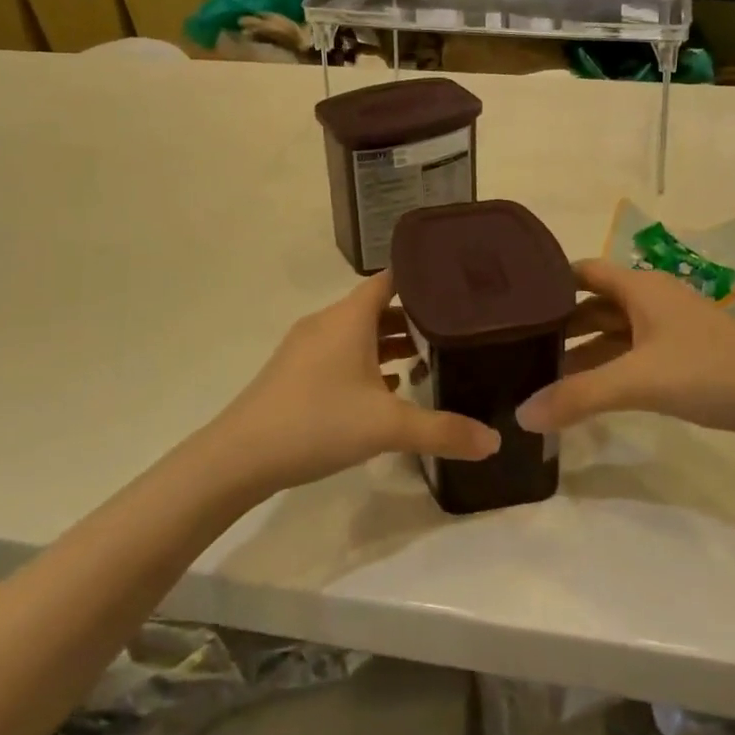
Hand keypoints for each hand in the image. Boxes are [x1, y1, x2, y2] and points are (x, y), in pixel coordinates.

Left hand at [208, 271, 500, 494]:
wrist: (239, 457)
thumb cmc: (317, 422)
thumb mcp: (387, 427)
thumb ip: (443, 431)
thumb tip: (495, 441)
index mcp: (350, 316)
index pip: (393, 278)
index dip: (425, 278)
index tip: (459, 285)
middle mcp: (329, 322)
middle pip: (379, 306)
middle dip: (416, 317)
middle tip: (457, 329)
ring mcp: (308, 346)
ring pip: (360, 333)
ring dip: (391, 343)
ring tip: (429, 360)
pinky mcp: (296, 372)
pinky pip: (343, 354)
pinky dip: (368, 363)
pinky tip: (388, 391)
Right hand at [519, 259, 734, 445]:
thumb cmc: (709, 370)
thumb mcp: (638, 381)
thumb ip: (579, 397)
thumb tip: (520, 415)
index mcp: (639, 287)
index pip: (581, 272)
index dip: (548, 284)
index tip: (511, 304)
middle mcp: (650, 300)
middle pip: (594, 305)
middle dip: (560, 326)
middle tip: (518, 348)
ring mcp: (669, 329)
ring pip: (613, 334)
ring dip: (583, 352)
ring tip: (543, 378)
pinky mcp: (683, 358)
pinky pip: (632, 356)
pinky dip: (608, 369)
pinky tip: (588, 394)